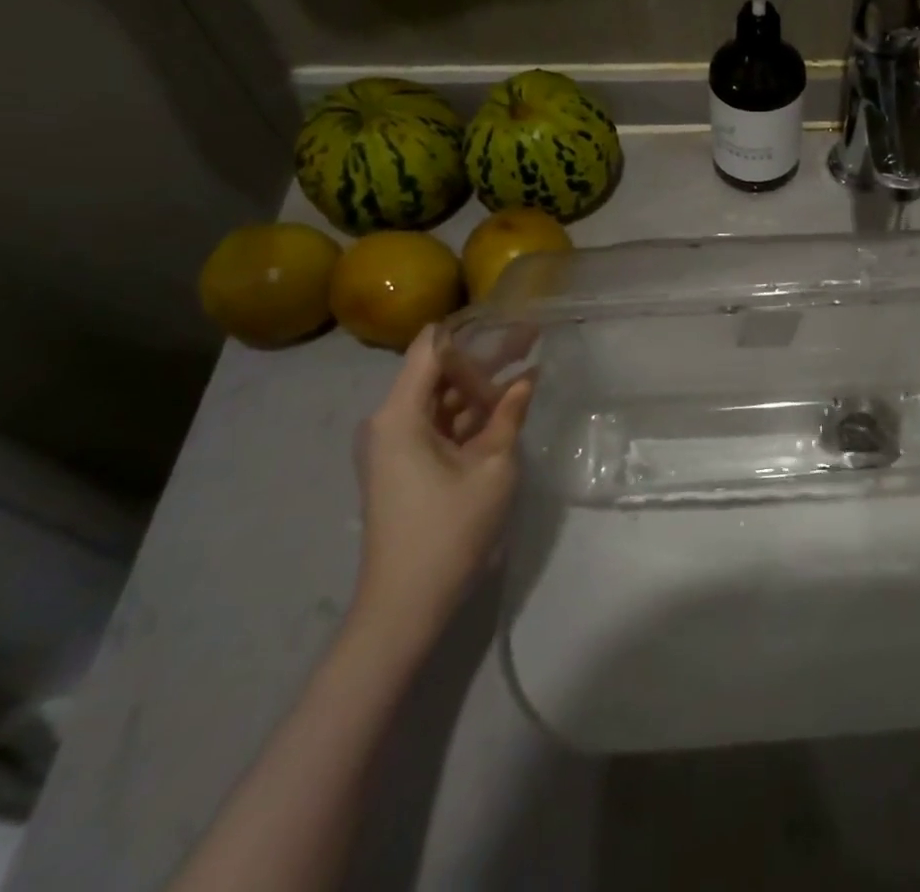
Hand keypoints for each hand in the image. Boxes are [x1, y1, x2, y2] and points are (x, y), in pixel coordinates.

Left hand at [350, 328, 532, 637]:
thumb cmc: (449, 529)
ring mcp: (394, 444)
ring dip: (480, 386)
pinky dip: (470, 414)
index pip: (430, 347)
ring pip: (441, 398)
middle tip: (531, 337)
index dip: (469, 328)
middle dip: (484, 356)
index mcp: (399, 414)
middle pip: (437, 371)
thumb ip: (508, 414)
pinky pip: (438, 424)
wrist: (406, 604)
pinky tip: (507, 405)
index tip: (508, 315)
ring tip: (527, 364)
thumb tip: (527, 378)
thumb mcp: (492, 465)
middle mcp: (389, 421)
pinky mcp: (404, 464)